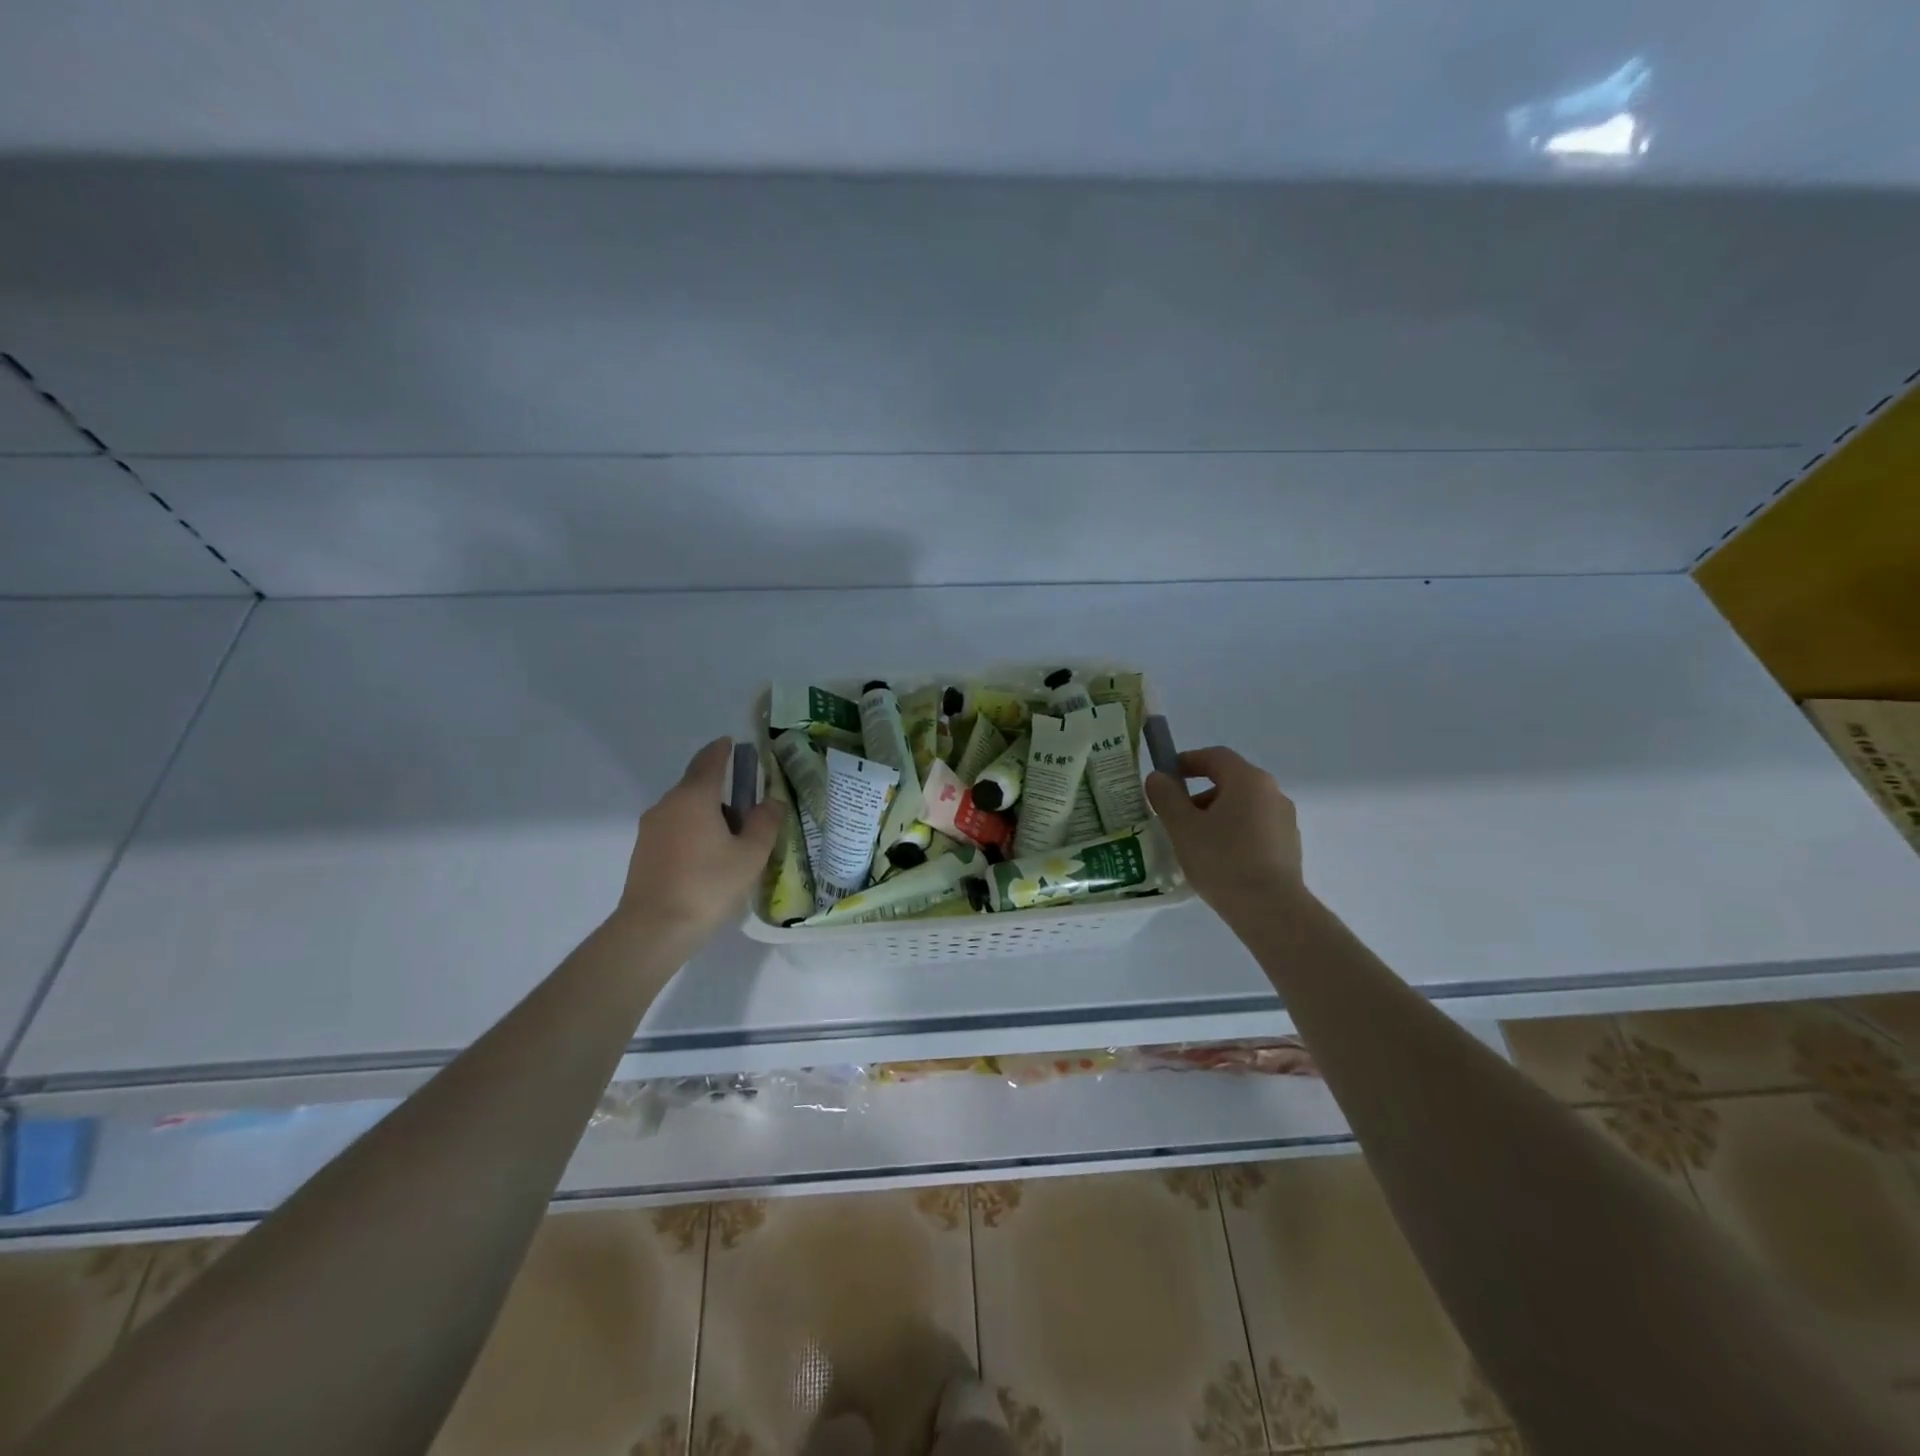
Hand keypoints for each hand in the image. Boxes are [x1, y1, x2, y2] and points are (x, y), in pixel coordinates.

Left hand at [616, 737, 782, 943]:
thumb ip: (765, 822)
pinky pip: (675, 829)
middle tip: (750, 811)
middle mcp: (668, 804)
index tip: (735, 745)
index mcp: (694, 797)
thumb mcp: (750, 855)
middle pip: (697, 785)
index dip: (724, 750)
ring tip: (733, 842)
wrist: (653, 929)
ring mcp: (651, 828)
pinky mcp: (643, 851)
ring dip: (708, 815)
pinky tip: (709, 860)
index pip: (710, 760)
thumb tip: (771, 801)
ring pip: (686, 810)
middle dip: (722, 790)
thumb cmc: (708, 885)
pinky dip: (694, 832)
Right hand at [1146, 746, 1305, 918]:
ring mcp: (1284, 819)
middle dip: (1198, 793)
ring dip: (1216, 814)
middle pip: (1230, 781)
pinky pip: (1254, 827)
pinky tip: (1218, 858)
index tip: (1166, 776)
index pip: (1215, 756)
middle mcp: (1272, 792)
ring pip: (1242, 806)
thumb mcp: (1182, 827)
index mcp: (1248, 780)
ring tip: (1194, 842)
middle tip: (1175, 815)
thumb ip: (1166, 797)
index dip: (1187, 761)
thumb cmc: (1222, 860)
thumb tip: (1158, 777)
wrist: (1270, 910)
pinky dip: (1233, 832)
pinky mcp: (1289, 845)